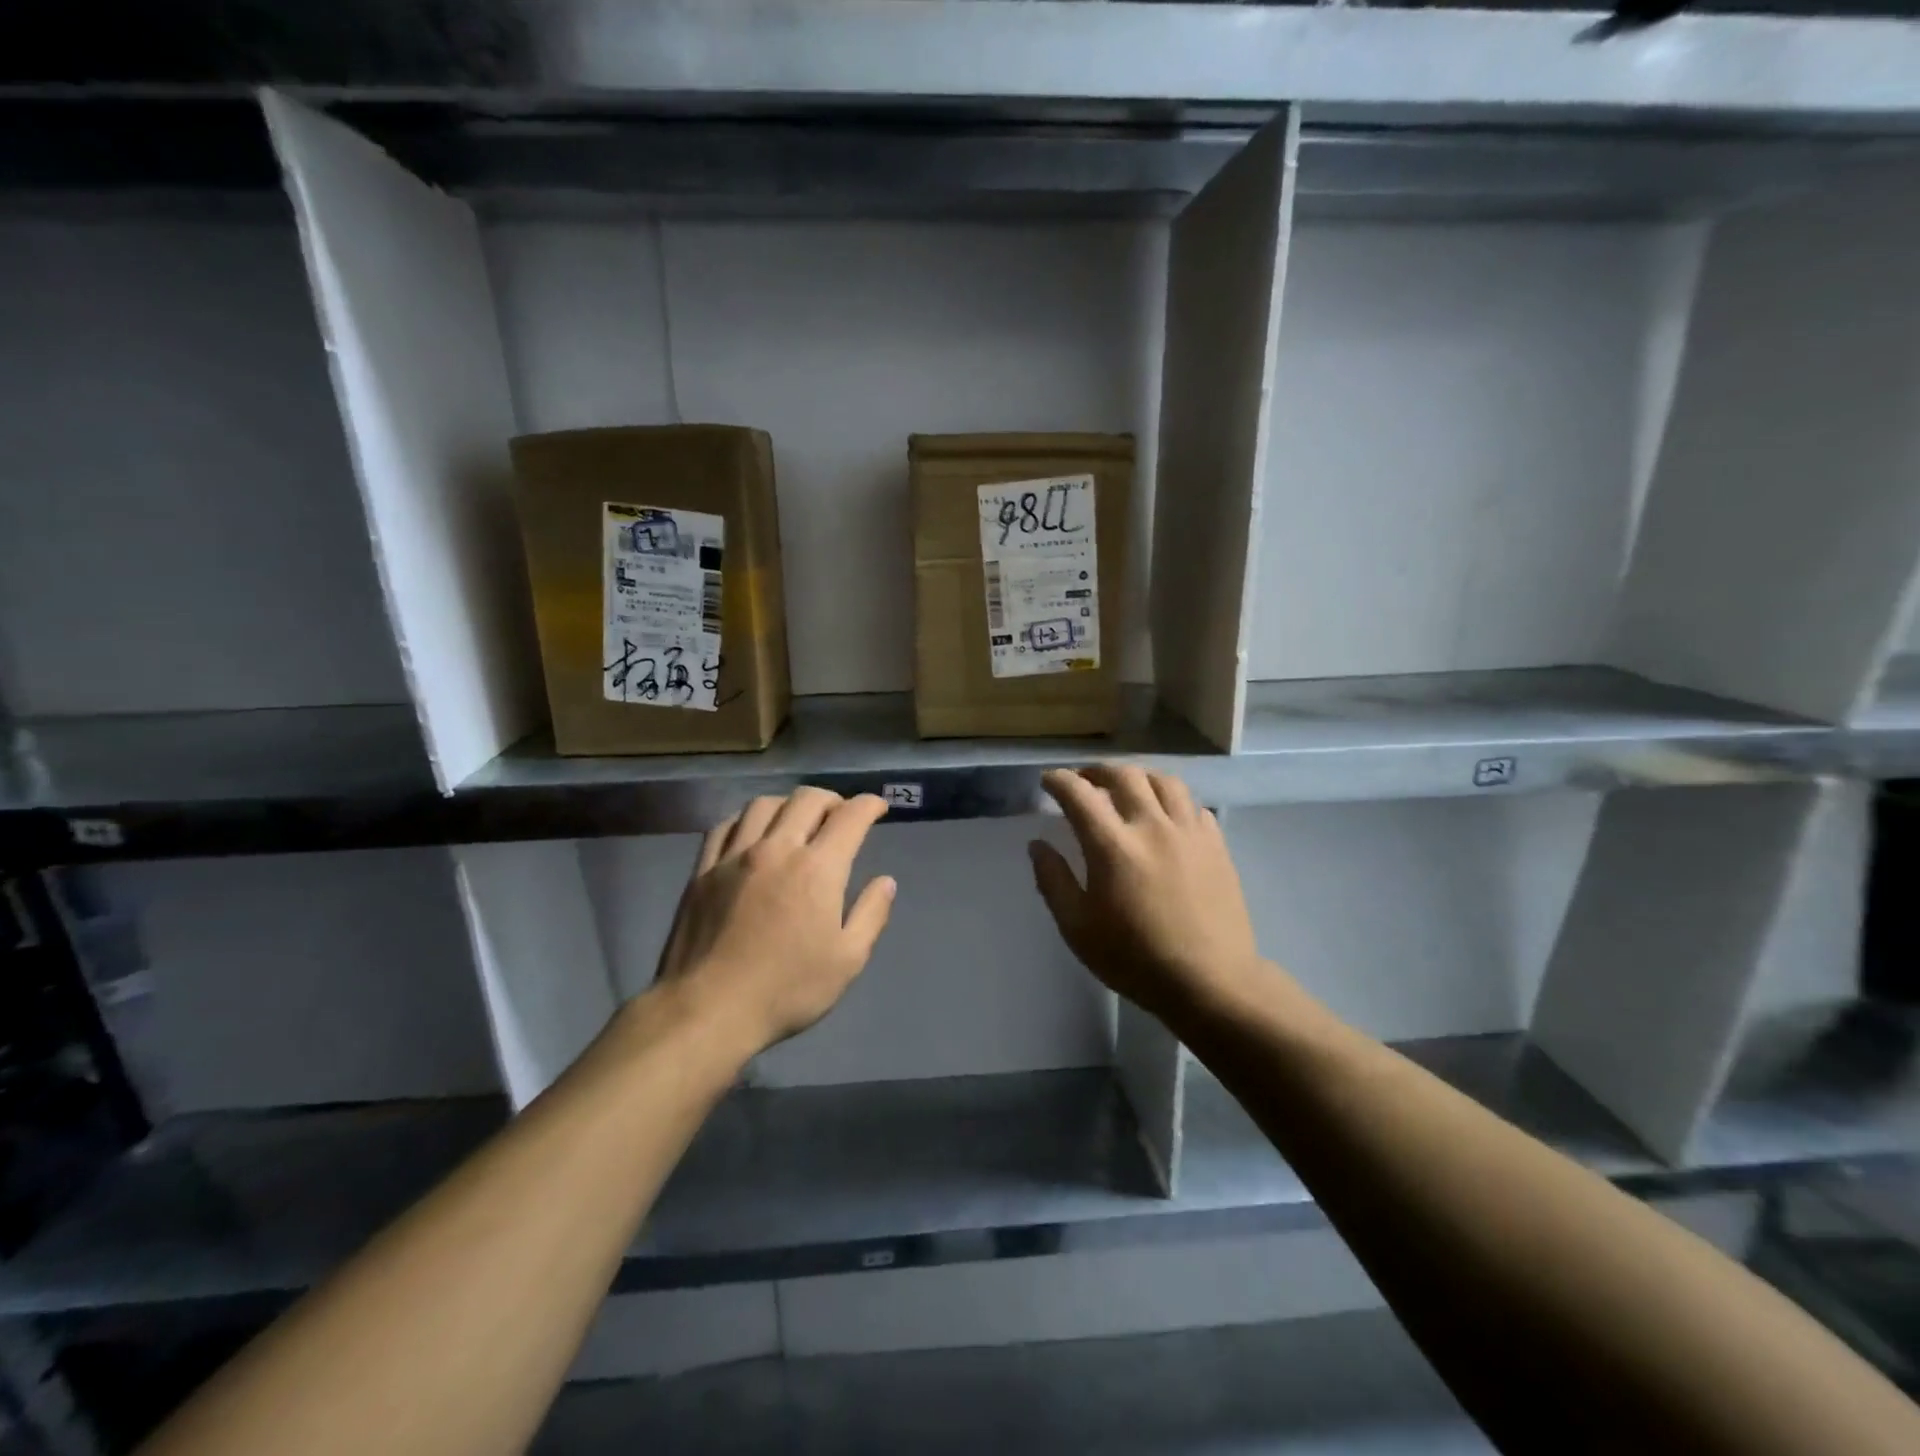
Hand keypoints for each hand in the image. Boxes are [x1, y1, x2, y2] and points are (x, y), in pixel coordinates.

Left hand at [654, 788, 895, 1056]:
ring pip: (764, 805)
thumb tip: (885, 882)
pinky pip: (725, 825)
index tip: (878, 807)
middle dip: (832, 799)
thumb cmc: (786, 990)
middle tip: (841, 814)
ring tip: (797, 819)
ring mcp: (735, 856)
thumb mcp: (847, 961)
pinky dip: (747, 818)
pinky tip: (752, 832)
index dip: (869, 805)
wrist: (707, 1010)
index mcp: (817, 869)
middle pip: (807, 800)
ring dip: (789, 804)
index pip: (850, 817)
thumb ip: (870, 915)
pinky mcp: (703, 870)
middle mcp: (777, 849)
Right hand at [1029, 765, 1260, 1024]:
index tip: (1048, 781)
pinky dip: (1172, 801)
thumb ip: (1053, 881)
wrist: (1209, 981)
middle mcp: (1152, 826)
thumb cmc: (1134, 959)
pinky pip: (1193, 805)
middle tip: (1084, 781)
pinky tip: (1166, 816)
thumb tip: (1037, 845)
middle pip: (1124, 775)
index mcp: (1112, 846)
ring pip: (1163, 781)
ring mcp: (1189, 832)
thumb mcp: (1077, 928)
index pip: (1079, 794)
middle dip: (1096, 771)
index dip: (1058, 780)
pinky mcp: (1216, 845)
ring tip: (1126, 788)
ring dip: (1138, 777)